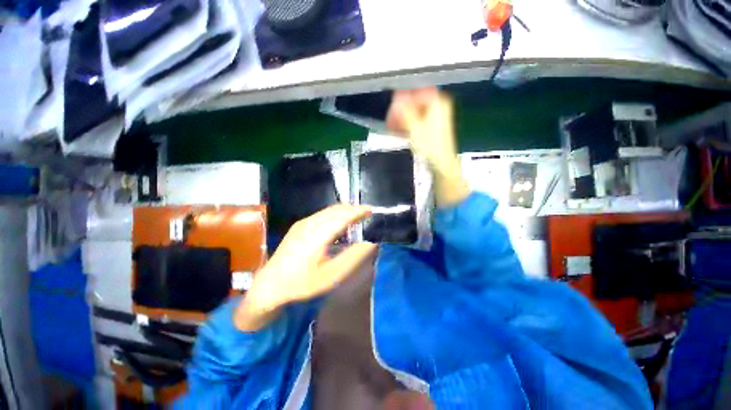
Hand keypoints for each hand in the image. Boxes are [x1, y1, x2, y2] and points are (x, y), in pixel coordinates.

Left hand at [235, 205, 376, 330]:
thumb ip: (352, 257)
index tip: (371, 210)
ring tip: (356, 218)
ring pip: (329, 210)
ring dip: (344, 211)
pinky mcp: (299, 225)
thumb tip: (370, 242)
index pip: (343, 216)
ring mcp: (303, 223)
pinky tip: (339, 224)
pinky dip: (335, 214)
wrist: (270, 284)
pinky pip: (322, 214)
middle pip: (337, 209)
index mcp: (318, 235)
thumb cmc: (302, 283)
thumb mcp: (331, 275)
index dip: (358, 211)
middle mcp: (310, 223)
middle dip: (353, 209)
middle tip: (367, 215)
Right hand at [387, 87, 469, 206]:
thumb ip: (404, 111)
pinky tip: (400, 133)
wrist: (441, 164)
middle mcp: (438, 105)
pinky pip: (417, 121)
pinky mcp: (433, 127)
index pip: (414, 91)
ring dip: (402, 119)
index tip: (391, 110)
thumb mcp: (414, 127)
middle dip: (400, 111)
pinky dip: (408, 125)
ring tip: (392, 129)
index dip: (400, 100)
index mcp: (437, 101)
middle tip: (390, 122)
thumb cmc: (429, 145)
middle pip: (414, 102)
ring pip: (414, 112)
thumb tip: (396, 98)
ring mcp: (436, 116)